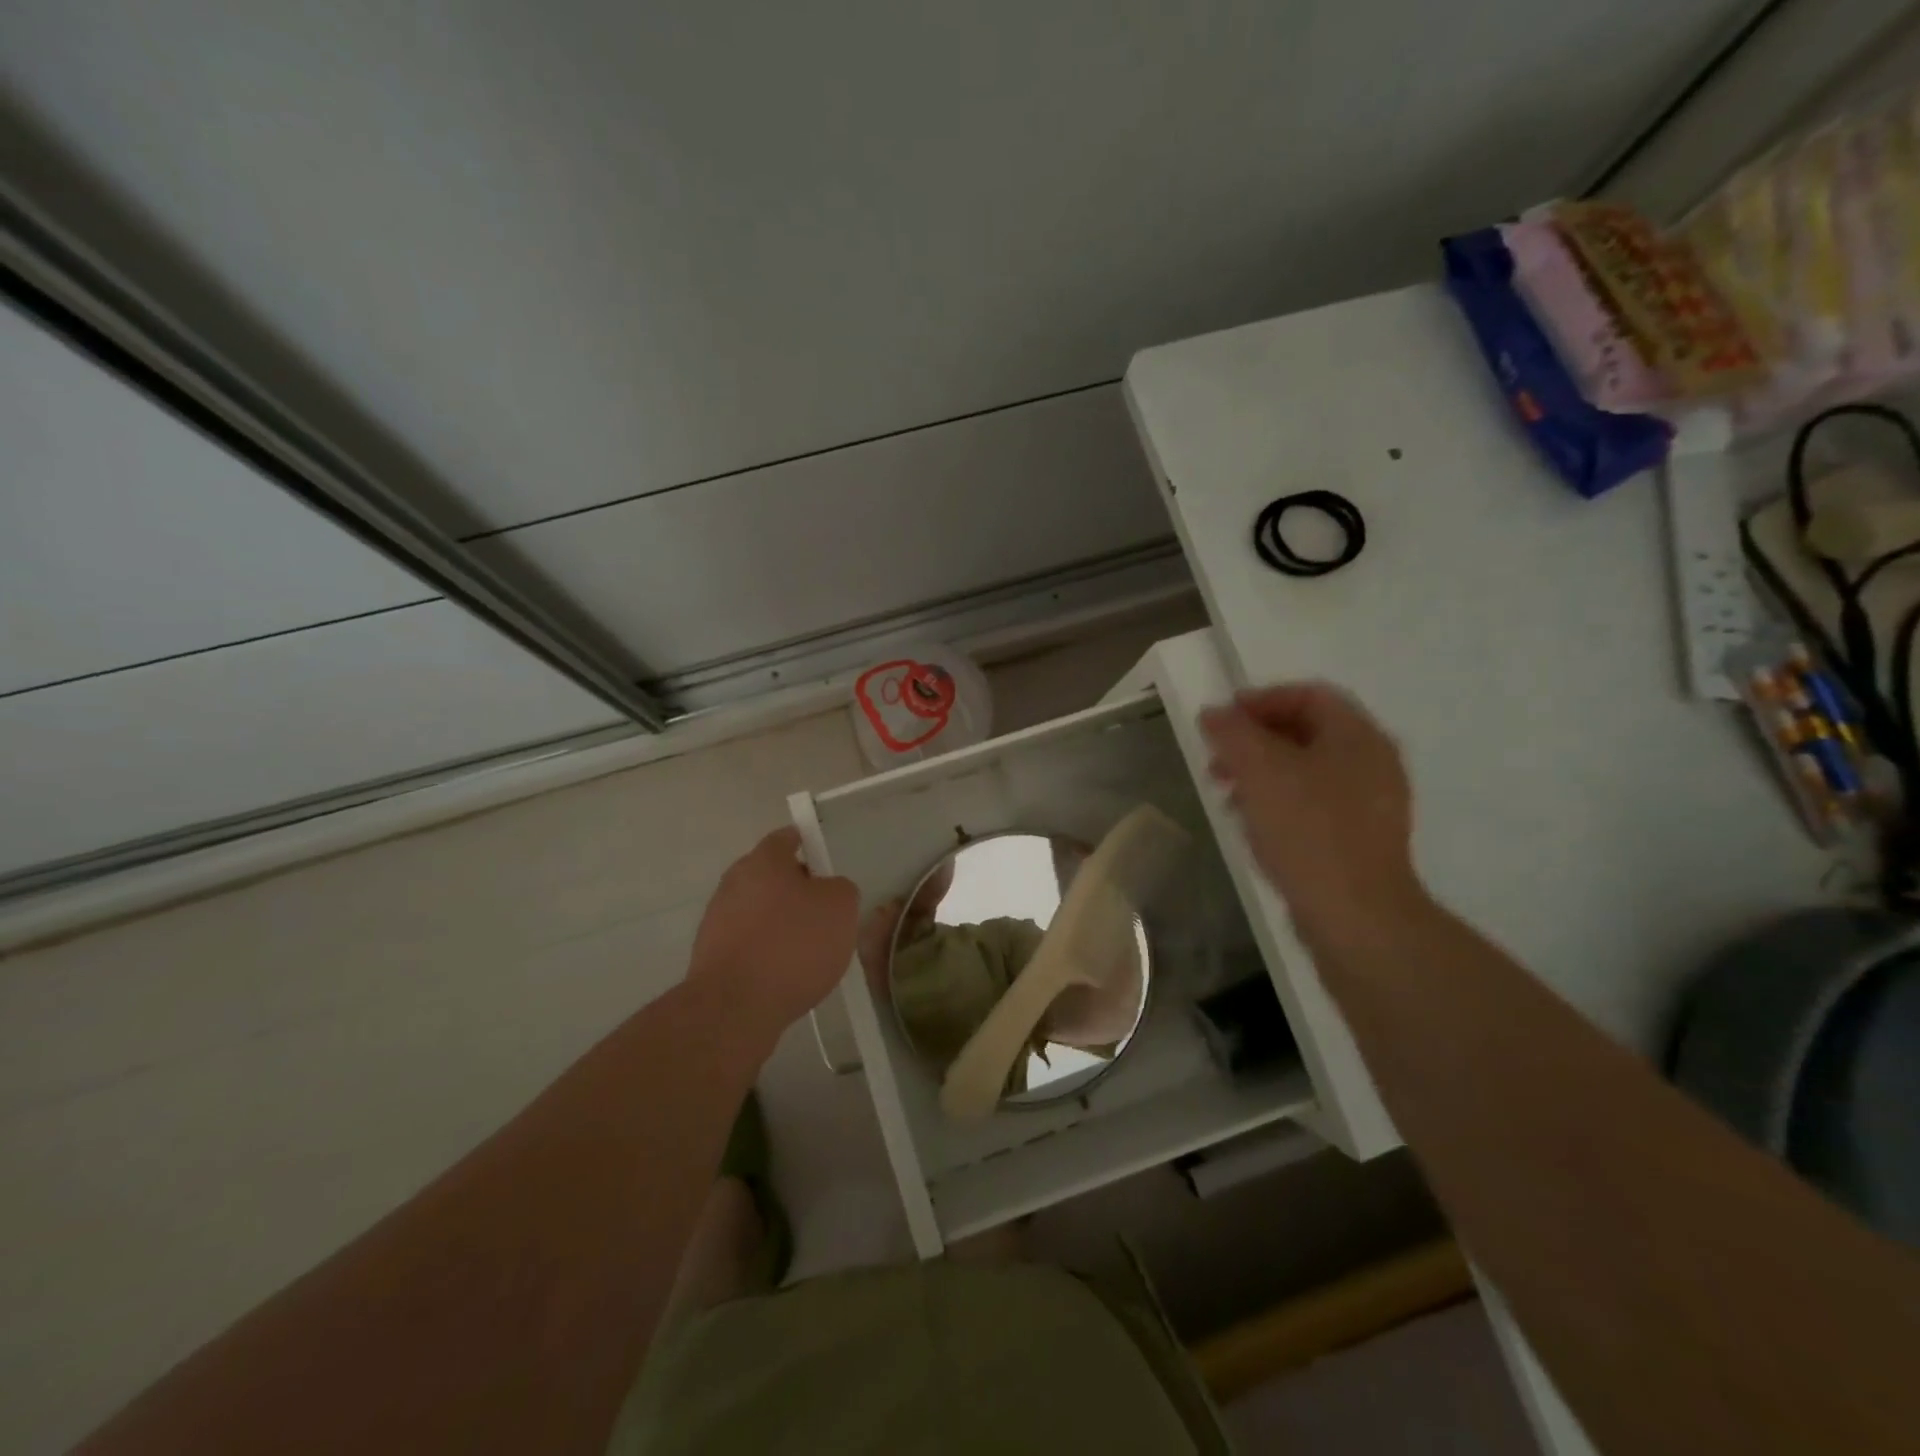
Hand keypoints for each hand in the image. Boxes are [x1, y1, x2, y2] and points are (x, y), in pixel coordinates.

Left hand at [687, 827, 860, 1034]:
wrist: (735, 1007)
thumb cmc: (793, 945)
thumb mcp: (841, 907)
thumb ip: (840, 888)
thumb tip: (827, 891)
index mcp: (763, 861)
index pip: (786, 838)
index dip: (808, 846)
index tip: (824, 865)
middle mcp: (734, 882)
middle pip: (771, 876)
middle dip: (796, 891)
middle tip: (824, 914)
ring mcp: (717, 919)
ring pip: (759, 912)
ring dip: (780, 924)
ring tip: (807, 953)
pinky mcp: (710, 955)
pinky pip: (748, 943)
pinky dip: (766, 953)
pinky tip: (785, 976)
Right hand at [1201, 683, 1424, 948]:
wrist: (1356, 916)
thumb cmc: (1308, 831)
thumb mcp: (1260, 772)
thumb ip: (1232, 734)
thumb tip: (1214, 714)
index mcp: (1358, 737)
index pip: (1309, 695)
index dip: (1261, 700)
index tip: (1221, 721)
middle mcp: (1372, 763)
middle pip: (1307, 732)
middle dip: (1255, 741)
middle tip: (1217, 762)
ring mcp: (1372, 804)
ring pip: (1307, 771)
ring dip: (1262, 774)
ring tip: (1228, 796)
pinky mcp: (1361, 840)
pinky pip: (1315, 805)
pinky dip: (1280, 803)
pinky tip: (1254, 827)